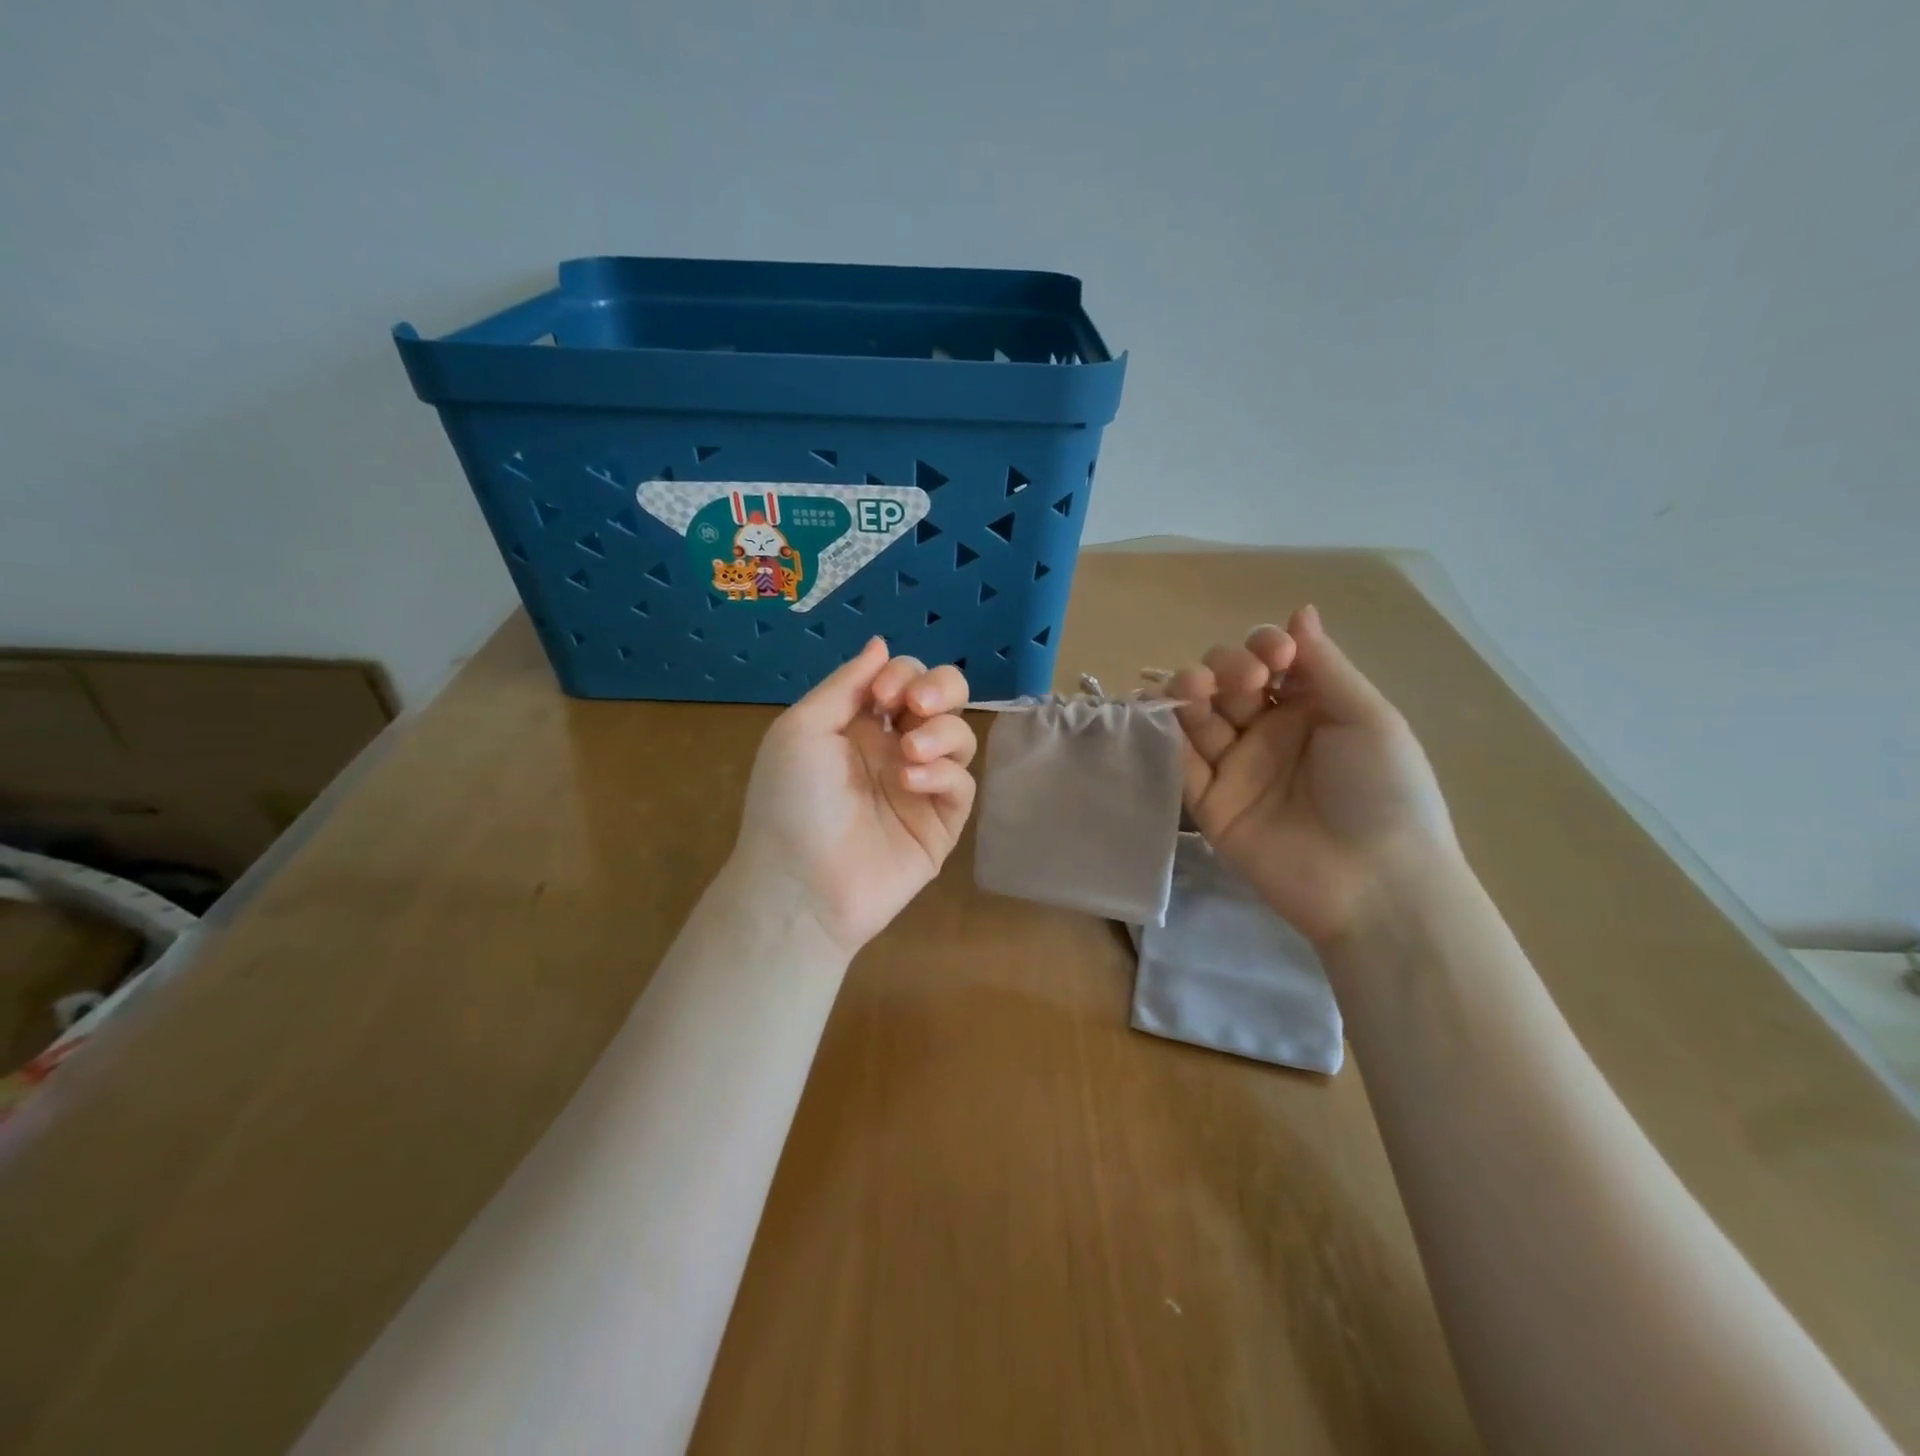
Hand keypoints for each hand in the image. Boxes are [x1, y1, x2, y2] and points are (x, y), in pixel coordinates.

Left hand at [733, 638, 976, 957]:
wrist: (799, 883)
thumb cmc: (790, 801)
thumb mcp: (803, 730)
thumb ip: (847, 684)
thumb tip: (880, 643)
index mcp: (860, 724)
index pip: (904, 678)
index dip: (902, 674)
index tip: (882, 697)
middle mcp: (895, 748)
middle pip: (944, 699)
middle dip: (940, 689)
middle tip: (917, 707)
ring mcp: (922, 786)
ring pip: (960, 737)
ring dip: (941, 733)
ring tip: (910, 753)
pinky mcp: (941, 823)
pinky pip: (961, 785)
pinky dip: (943, 775)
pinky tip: (911, 783)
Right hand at [1169, 606, 1460, 948]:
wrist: (1376, 885)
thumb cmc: (1385, 793)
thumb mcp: (1369, 719)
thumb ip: (1324, 666)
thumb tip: (1299, 609)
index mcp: (1310, 708)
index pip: (1270, 660)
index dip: (1263, 646)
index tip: (1275, 658)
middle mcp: (1268, 732)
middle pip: (1225, 682)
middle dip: (1223, 667)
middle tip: (1242, 681)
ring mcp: (1236, 768)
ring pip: (1196, 717)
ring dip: (1188, 692)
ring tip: (1194, 691)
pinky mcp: (1210, 804)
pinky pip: (1181, 764)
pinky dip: (1166, 738)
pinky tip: (1158, 712)